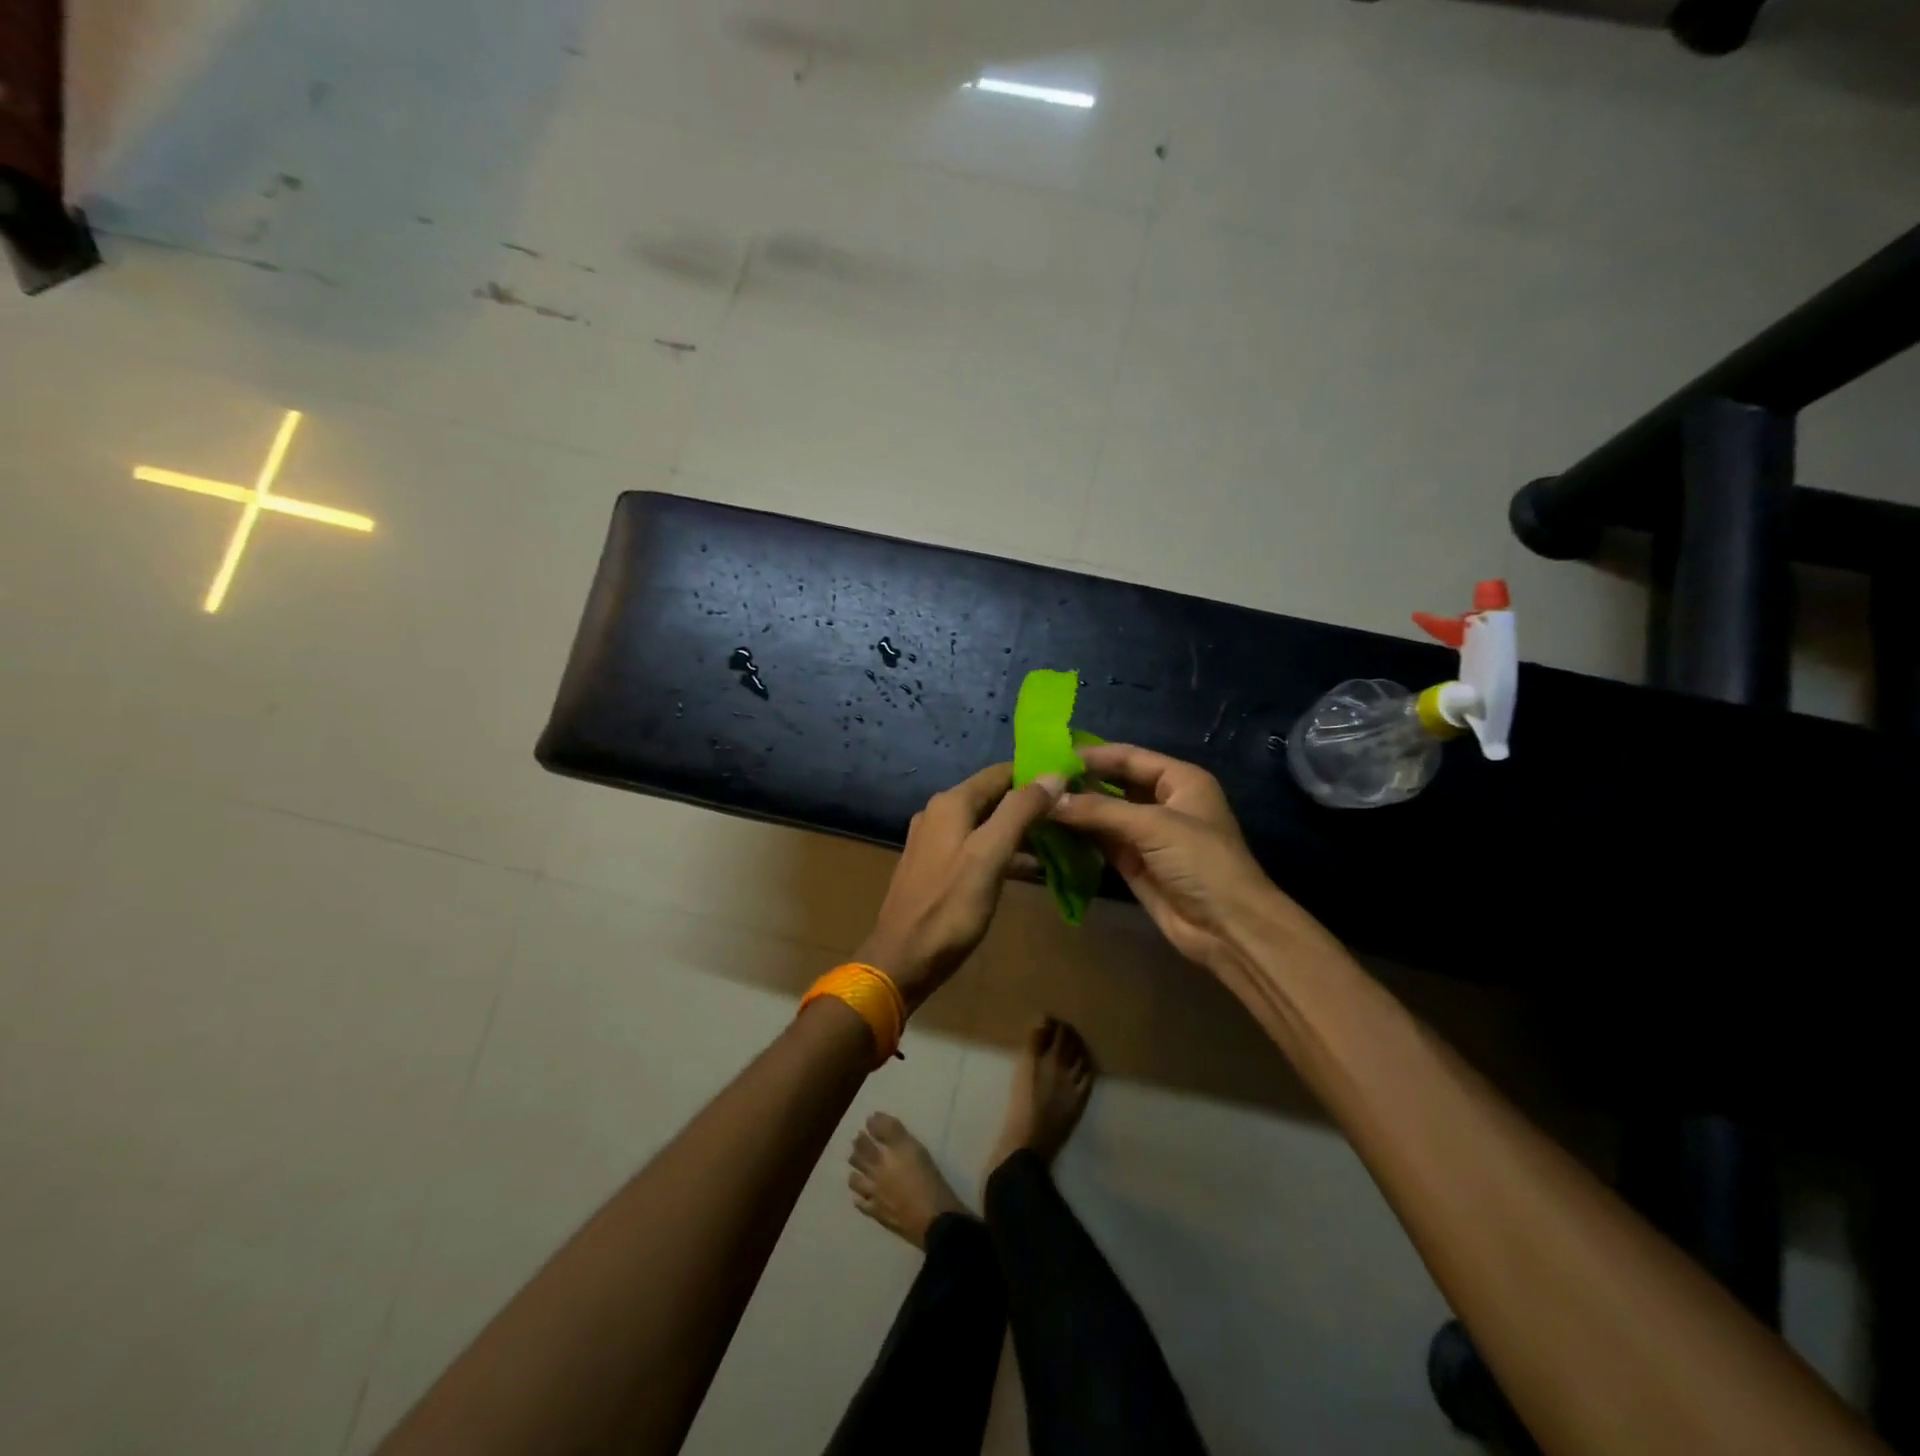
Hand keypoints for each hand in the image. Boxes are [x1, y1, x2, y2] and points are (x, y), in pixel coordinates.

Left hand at [857, 764, 1065, 1009]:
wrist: (903, 959)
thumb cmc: (950, 907)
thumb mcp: (990, 855)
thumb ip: (1020, 812)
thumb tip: (1053, 775)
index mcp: (951, 804)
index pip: (1000, 773)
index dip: (1035, 775)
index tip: (1072, 783)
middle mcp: (938, 813)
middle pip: (993, 796)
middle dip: (1030, 803)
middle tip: (1070, 814)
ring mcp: (934, 841)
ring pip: (985, 823)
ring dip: (1019, 829)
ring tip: (1058, 841)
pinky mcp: (935, 867)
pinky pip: (975, 846)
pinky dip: (1002, 850)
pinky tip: (1027, 867)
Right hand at [1050, 743, 1282, 975]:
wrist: (1228, 928)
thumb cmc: (1201, 862)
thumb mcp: (1153, 826)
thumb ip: (1100, 809)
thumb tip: (1049, 799)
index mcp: (1179, 780)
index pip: (1129, 757)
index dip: (1093, 755)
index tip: (1051, 755)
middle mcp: (1163, 802)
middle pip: (1114, 784)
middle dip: (1079, 783)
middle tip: (1035, 780)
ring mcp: (1148, 835)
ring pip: (1104, 814)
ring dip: (1075, 811)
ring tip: (1035, 803)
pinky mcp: (1134, 864)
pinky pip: (1101, 842)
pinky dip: (1079, 837)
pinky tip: (1049, 830)